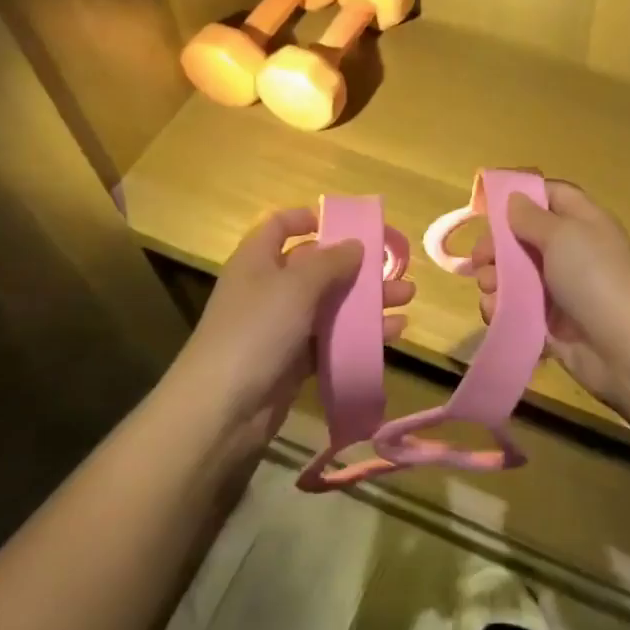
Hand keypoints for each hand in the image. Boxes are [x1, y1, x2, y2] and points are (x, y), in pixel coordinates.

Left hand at [180, 206, 412, 434]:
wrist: (223, 410)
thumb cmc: (257, 331)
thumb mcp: (296, 286)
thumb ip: (330, 262)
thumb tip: (355, 243)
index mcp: (257, 261)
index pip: (280, 226)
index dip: (309, 219)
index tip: (346, 224)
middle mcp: (269, 290)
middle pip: (316, 267)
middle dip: (357, 266)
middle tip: (394, 268)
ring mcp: (281, 328)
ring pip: (330, 305)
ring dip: (367, 301)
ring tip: (407, 299)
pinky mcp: (294, 362)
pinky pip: (333, 340)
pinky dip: (360, 335)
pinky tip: (393, 333)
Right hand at [471, 181, 629, 413]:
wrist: (627, 350)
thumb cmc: (595, 278)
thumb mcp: (563, 235)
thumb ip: (532, 216)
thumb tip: (514, 198)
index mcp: (583, 222)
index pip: (551, 196)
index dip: (521, 196)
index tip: (487, 208)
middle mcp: (572, 252)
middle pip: (525, 238)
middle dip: (498, 246)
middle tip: (479, 260)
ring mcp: (562, 291)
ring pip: (516, 277)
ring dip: (495, 280)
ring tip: (489, 290)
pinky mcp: (552, 325)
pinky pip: (518, 311)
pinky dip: (502, 310)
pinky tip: (494, 314)